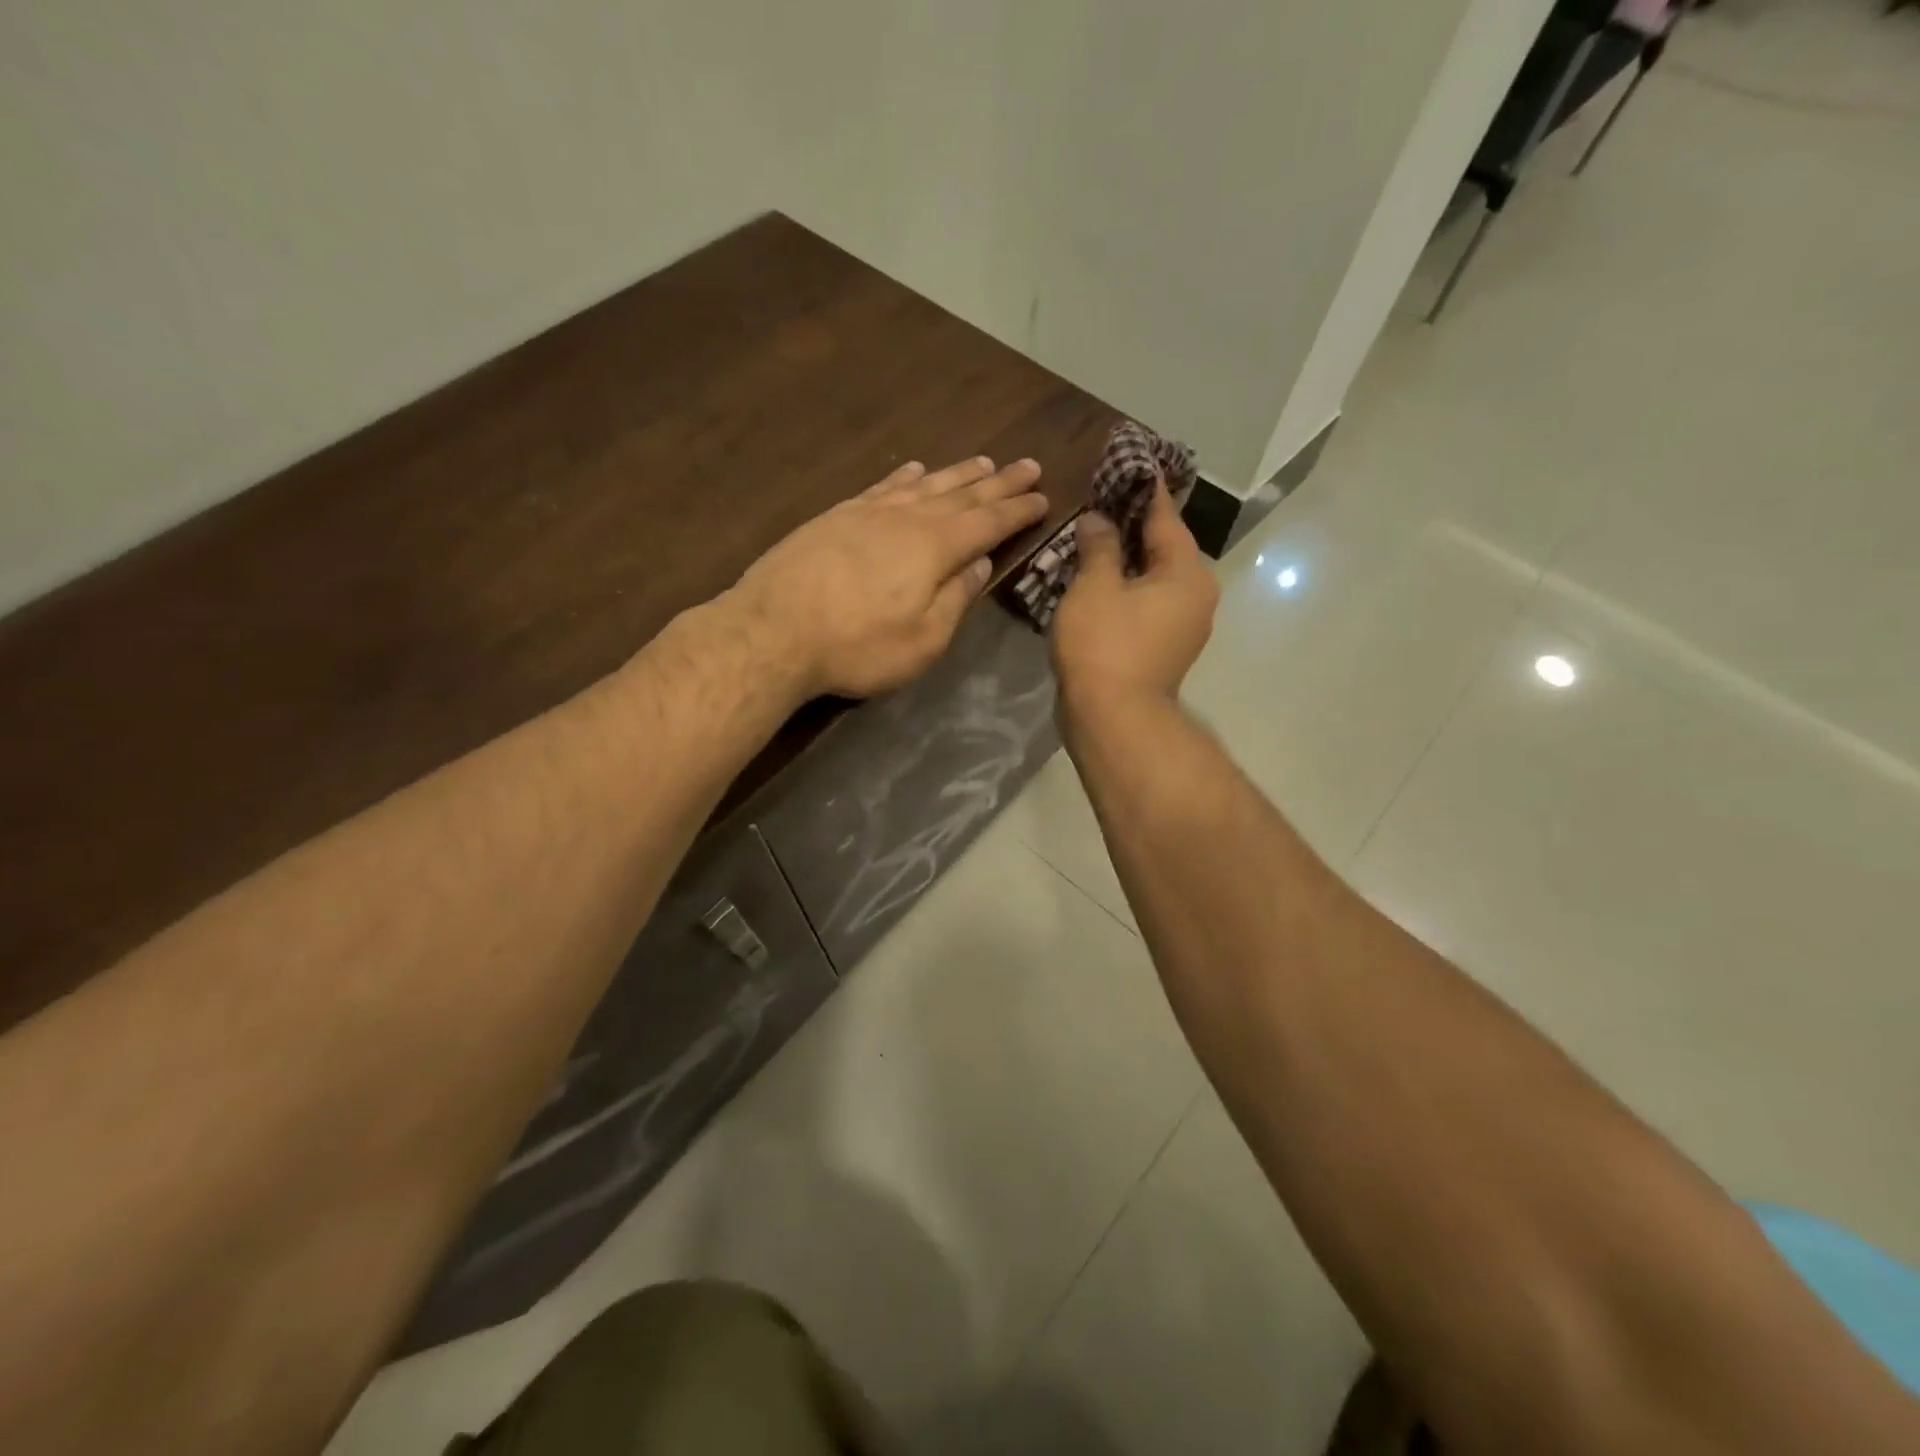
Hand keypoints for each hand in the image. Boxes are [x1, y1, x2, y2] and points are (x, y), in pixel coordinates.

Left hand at [732, 456, 1048, 698]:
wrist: (772, 631)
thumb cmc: (857, 646)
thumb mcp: (923, 640)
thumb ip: (955, 599)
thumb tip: (979, 564)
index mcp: (935, 548)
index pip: (988, 522)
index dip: (1018, 510)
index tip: (1043, 496)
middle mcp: (907, 519)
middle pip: (962, 494)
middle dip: (998, 482)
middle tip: (1027, 464)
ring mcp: (868, 512)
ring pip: (924, 484)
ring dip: (957, 473)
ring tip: (982, 461)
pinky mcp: (836, 516)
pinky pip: (883, 487)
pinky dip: (905, 477)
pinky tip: (914, 470)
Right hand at [1050, 481, 1218, 715]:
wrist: (1113, 719)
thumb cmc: (1105, 646)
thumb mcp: (1095, 586)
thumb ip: (1098, 546)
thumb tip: (1099, 519)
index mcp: (1187, 572)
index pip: (1165, 517)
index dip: (1143, 491)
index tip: (1129, 465)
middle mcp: (1196, 595)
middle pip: (1164, 548)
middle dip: (1132, 526)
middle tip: (1099, 502)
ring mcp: (1183, 626)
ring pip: (1154, 579)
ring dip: (1127, 560)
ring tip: (1093, 539)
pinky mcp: (1164, 649)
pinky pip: (1146, 605)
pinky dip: (1126, 589)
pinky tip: (1098, 582)